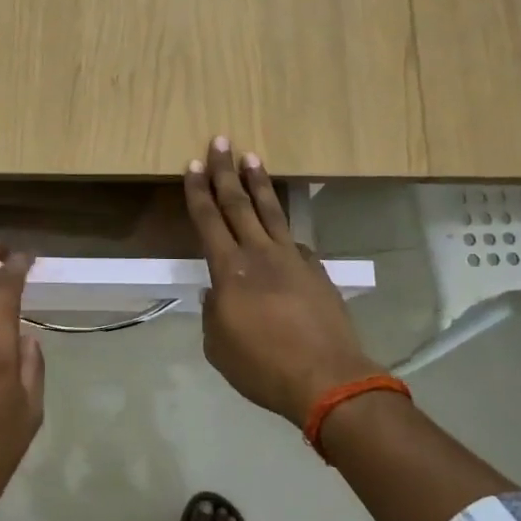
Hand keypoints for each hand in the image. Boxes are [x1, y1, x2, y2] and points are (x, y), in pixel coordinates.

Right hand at [185, 137, 375, 426]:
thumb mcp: (217, 346)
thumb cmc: (261, 366)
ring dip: (259, 184)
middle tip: (221, 141)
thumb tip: (216, 293)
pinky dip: (283, 231)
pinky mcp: (317, 271)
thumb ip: (212, 313)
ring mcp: (293, 259)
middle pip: (239, 203)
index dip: (198, 191)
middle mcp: (260, 254)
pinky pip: (295, 242)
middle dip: (226, 171)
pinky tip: (282, 231)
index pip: (208, 219)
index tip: (194, 164)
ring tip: (253, 158)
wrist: (326, 379)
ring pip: (272, 212)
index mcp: (229, 270)